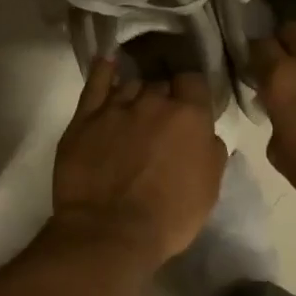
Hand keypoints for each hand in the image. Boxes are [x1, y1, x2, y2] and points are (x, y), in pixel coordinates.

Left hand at [51, 61, 226, 270]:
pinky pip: (95, 82)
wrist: (110, 232)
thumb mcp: (209, 187)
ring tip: (133, 111)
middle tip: (160, 120)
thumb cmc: (169, 216)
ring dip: (135, 94)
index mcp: (189, 115)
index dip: (192, 92)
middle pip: (160, 85)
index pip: (194, 80)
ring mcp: (115, 106)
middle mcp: (153, 101)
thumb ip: (211, 149)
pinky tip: (107, 63)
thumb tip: (204, 132)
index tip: (189, 105)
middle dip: (163, 97)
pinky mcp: (84, 117)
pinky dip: (102, 70)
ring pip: (130, 85)